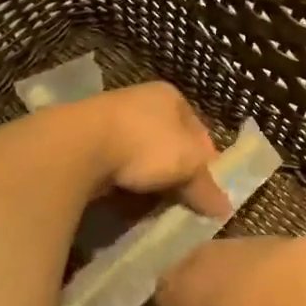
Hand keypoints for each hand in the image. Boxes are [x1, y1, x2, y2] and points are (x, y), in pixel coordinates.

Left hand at [79, 82, 230, 219]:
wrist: (80, 145)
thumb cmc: (146, 144)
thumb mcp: (188, 165)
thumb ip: (206, 186)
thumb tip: (224, 208)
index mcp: (171, 97)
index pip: (198, 129)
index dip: (205, 160)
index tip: (206, 189)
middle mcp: (142, 101)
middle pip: (168, 142)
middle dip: (175, 172)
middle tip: (182, 201)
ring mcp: (112, 119)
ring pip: (140, 156)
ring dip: (147, 180)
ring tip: (154, 207)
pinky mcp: (87, 140)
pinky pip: (114, 167)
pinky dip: (122, 184)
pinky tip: (125, 203)